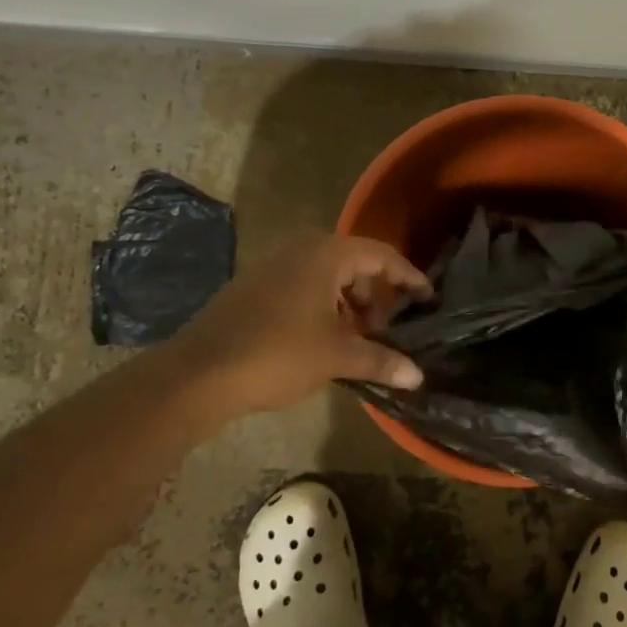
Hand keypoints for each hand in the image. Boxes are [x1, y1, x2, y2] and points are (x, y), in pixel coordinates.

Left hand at [175, 235, 431, 417]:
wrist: (198, 373)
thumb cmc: (278, 354)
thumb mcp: (337, 357)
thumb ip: (381, 360)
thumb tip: (418, 376)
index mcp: (326, 255)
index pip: (381, 255)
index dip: (408, 276)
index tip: (428, 298)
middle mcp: (300, 250)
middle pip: (354, 264)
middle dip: (376, 296)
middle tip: (386, 329)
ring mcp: (272, 267)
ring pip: (327, 277)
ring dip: (349, 304)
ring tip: (356, 340)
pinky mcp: (253, 288)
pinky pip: (303, 287)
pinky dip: (323, 308)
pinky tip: (321, 342)